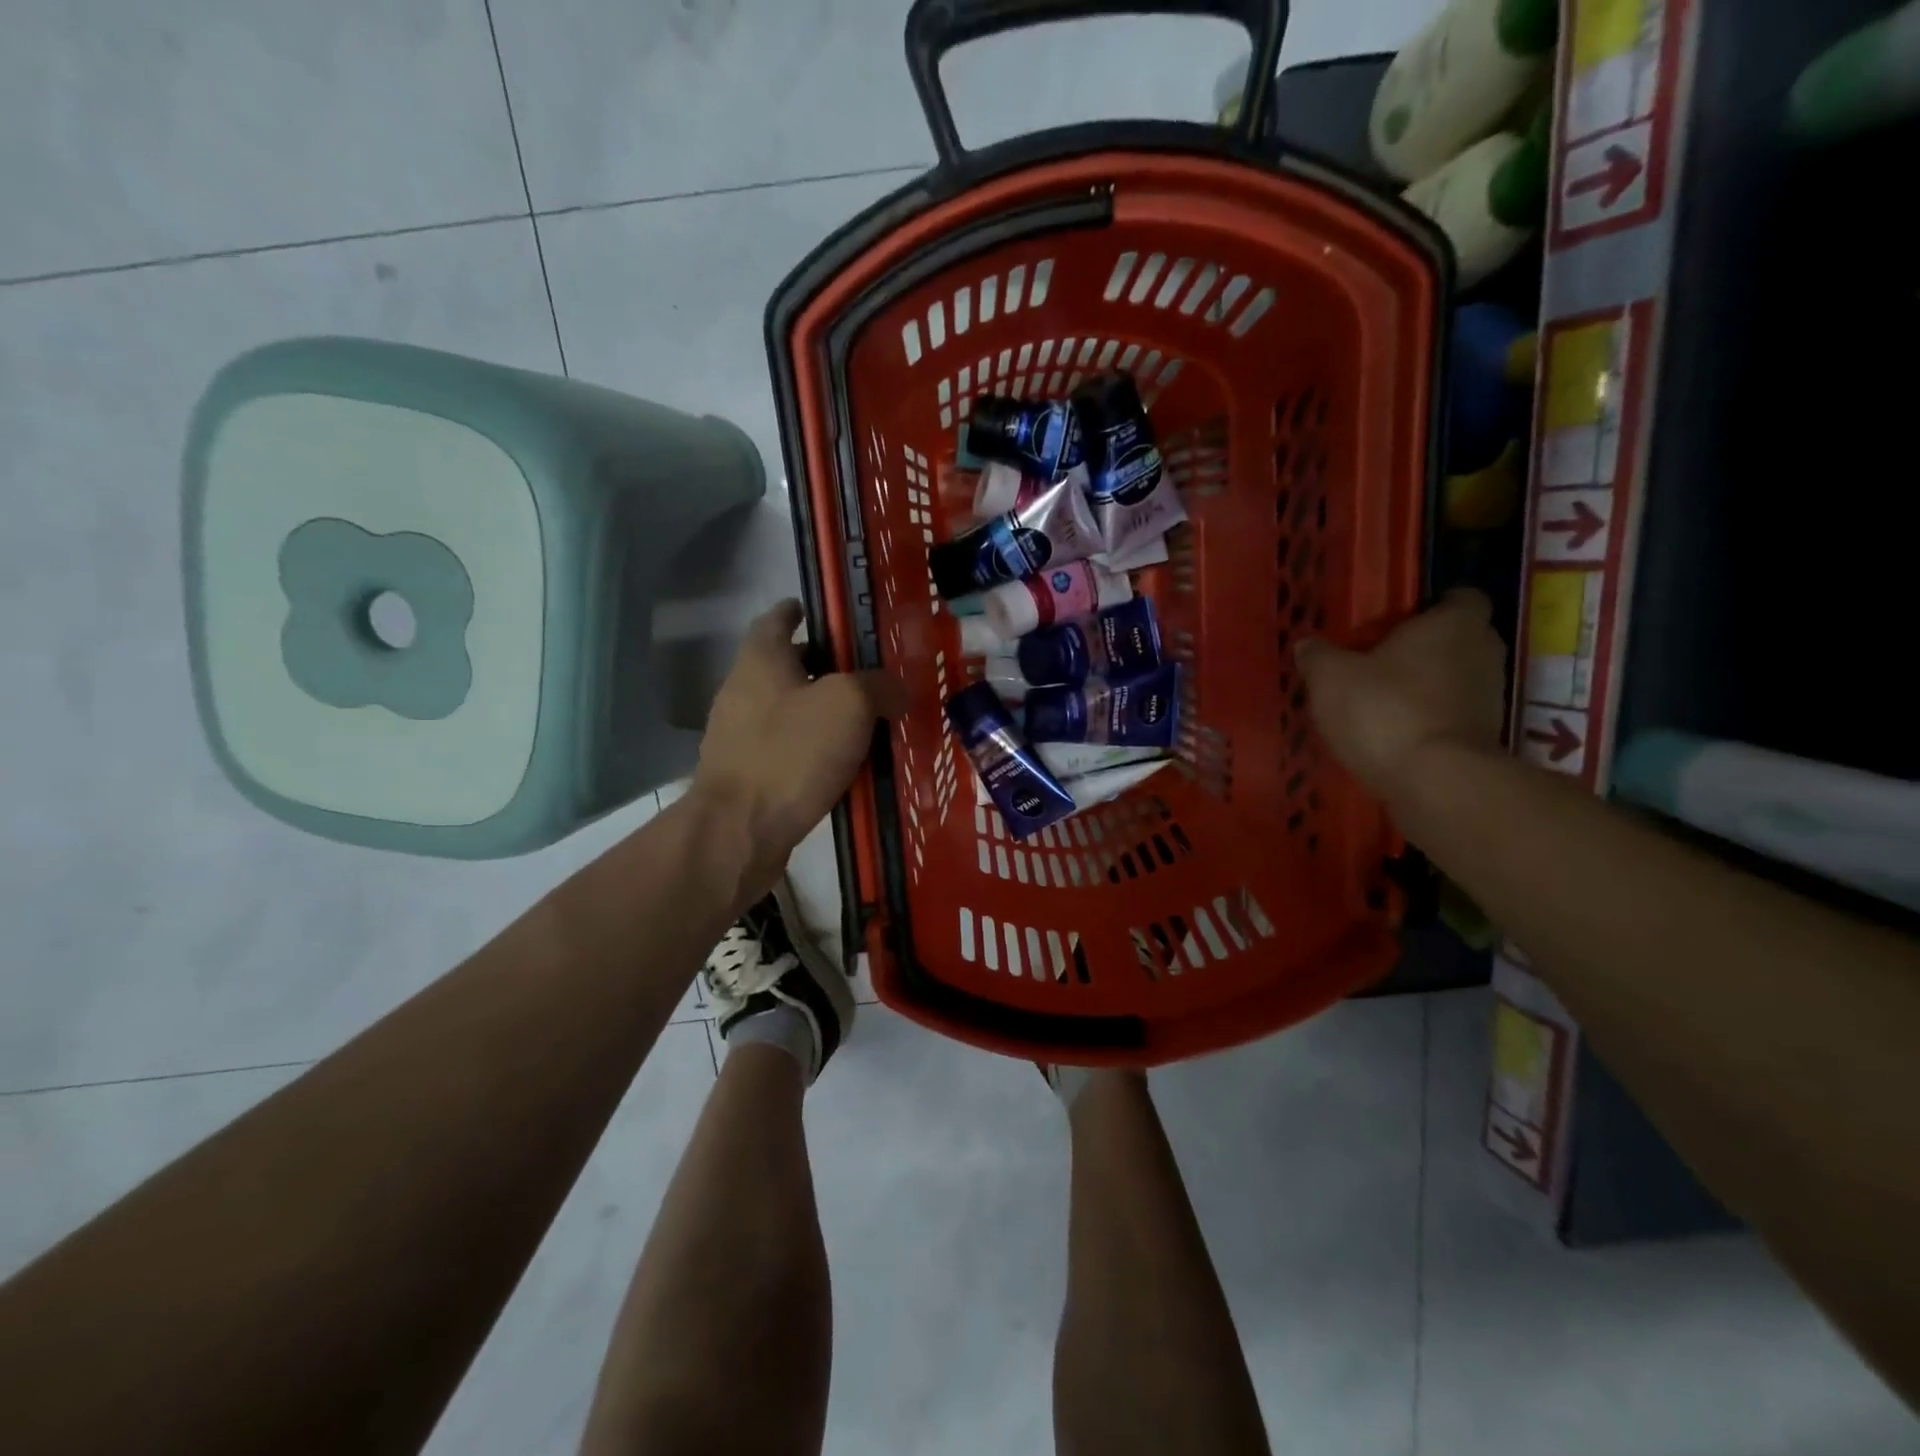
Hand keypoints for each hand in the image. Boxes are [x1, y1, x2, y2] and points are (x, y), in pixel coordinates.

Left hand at [690, 600, 907, 899]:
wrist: (740, 831)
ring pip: (787, 710)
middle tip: (863, 672)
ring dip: (819, 711)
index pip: (777, 619)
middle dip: (820, 665)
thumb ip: (878, 687)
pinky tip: (843, 765)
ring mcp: (739, 737)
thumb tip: (896, 689)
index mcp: (761, 660)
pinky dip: (812, 749)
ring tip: (863, 721)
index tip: (823, 612)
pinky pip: (786, 750)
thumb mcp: (849, 705)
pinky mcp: (746, 776)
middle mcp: (743, 691)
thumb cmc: (791, 753)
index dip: (799, 611)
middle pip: (783, 666)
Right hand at [1295, 589, 1506, 799]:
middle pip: (1459, 639)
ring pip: (1456, 679)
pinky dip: (1428, 720)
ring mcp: (1490, 698)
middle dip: (1427, 647)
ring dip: (1427, 687)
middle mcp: (1483, 653)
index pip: (1461, 597)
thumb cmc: (1383, 709)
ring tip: (1381, 701)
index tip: (1401, 619)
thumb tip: (1308, 645)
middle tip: (1382, 659)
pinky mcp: (1483, 738)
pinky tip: (1392, 734)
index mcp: (1454, 624)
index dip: (1434, 605)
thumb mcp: (1330, 677)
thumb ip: (1318, 656)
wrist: (1433, 781)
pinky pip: (1452, 716)